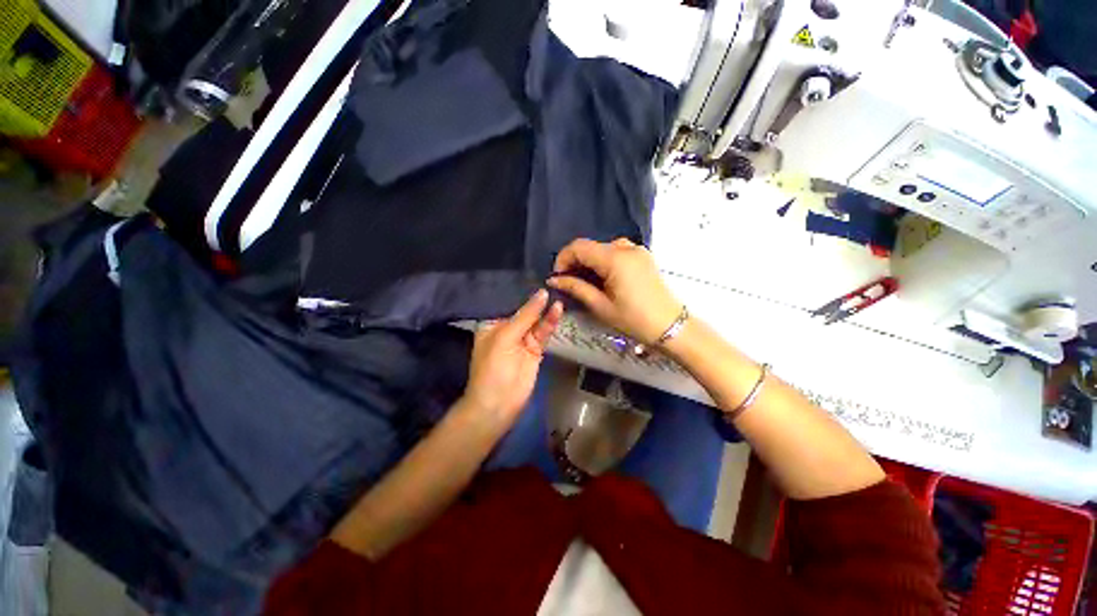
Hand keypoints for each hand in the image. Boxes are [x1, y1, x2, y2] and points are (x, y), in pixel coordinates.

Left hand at [463, 290, 563, 428]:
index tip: (536, 274)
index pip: (508, 302)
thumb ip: (526, 315)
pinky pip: (544, 332)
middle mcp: (507, 328)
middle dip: (536, 299)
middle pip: (524, 310)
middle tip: (552, 281)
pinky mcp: (535, 349)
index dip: (521, 290)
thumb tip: (542, 293)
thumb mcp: (506, 337)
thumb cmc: (493, 367)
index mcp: (492, 324)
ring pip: (536, 321)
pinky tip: (558, 309)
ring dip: (546, 310)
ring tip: (558, 295)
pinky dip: (551, 322)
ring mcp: (523, 339)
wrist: (499, 403)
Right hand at [547, 238, 681, 344]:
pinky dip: (603, 261)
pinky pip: (616, 251)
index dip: (563, 259)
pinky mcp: (643, 256)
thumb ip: (576, 288)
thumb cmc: (634, 319)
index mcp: (615, 258)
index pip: (579, 246)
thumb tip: (553, 279)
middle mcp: (626, 247)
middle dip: (575, 261)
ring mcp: (637, 250)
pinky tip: (602, 278)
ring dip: (589, 261)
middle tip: (568, 282)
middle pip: (590, 246)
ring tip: (585, 282)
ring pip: (602, 248)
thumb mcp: (601, 306)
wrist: (670, 326)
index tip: (557, 277)